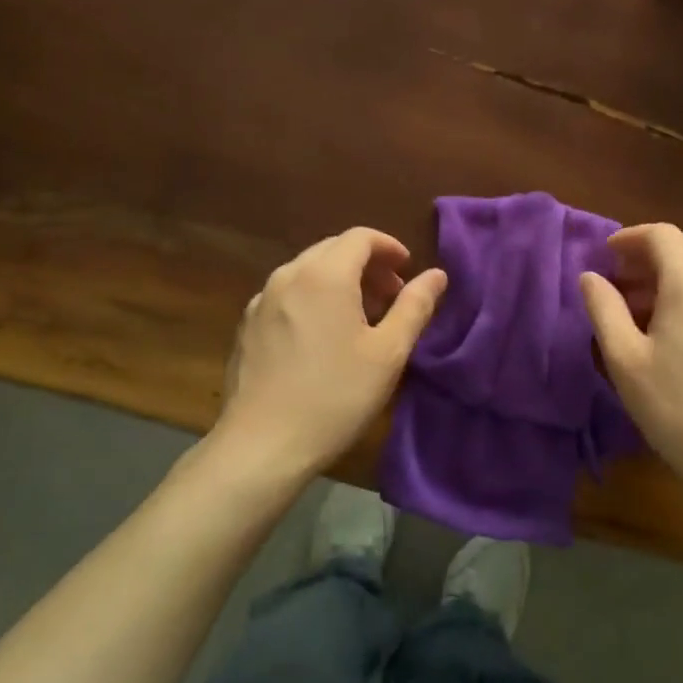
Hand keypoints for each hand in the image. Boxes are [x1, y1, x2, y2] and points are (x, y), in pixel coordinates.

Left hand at [213, 227, 446, 485]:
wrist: (261, 445)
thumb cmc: (335, 396)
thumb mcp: (388, 353)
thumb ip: (415, 306)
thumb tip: (436, 275)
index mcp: (324, 275)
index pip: (360, 237)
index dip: (389, 247)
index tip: (408, 271)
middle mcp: (288, 275)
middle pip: (333, 250)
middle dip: (366, 264)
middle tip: (391, 297)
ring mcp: (261, 300)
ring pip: (308, 271)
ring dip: (340, 281)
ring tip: (361, 318)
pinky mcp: (246, 325)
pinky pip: (287, 294)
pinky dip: (313, 298)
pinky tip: (323, 336)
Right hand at [580, 223, 682, 504]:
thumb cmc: (678, 409)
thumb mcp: (625, 360)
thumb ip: (603, 308)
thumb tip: (591, 277)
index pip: (662, 235)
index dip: (630, 238)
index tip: (607, 257)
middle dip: (654, 253)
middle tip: (625, 282)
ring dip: (678, 272)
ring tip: (650, 309)